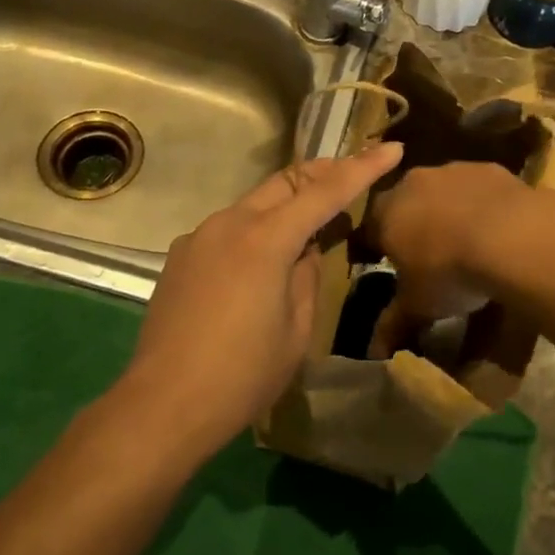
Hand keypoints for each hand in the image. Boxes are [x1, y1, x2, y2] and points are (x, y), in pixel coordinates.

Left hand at [117, 142, 405, 457]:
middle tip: (352, 175)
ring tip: (309, 228)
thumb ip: (306, 276)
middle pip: (285, 182)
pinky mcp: (181, 256)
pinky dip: (255, 230)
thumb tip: (305, 250)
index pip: (325, 192)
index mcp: (265, 239)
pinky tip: (260, 263)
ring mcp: (199, 236)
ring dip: (286, 204)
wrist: (162, 405)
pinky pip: (229, 228)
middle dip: (322, 173)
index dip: (362, 167)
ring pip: (254, 203)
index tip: (392, 148)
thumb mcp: (296, 331)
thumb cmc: (242, 376)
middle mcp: (229, 223)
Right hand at [366, 161, 537, 356]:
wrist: (510, 235)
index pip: (370, 229)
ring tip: (465, 240)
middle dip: (412, 223)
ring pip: (441, 190)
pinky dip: (480, 203)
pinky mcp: (488, 168)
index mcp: (385, 214)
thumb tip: (374, 351)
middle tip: (428, 252)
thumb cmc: (450, 271)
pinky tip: (496, 227)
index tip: (387, 264)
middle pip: (404, 202)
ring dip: (446, 209)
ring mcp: (451, 170)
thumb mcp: (419, 305)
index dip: (377, 247)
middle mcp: (412, 183)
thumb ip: (394, 323)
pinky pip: (476, 186)